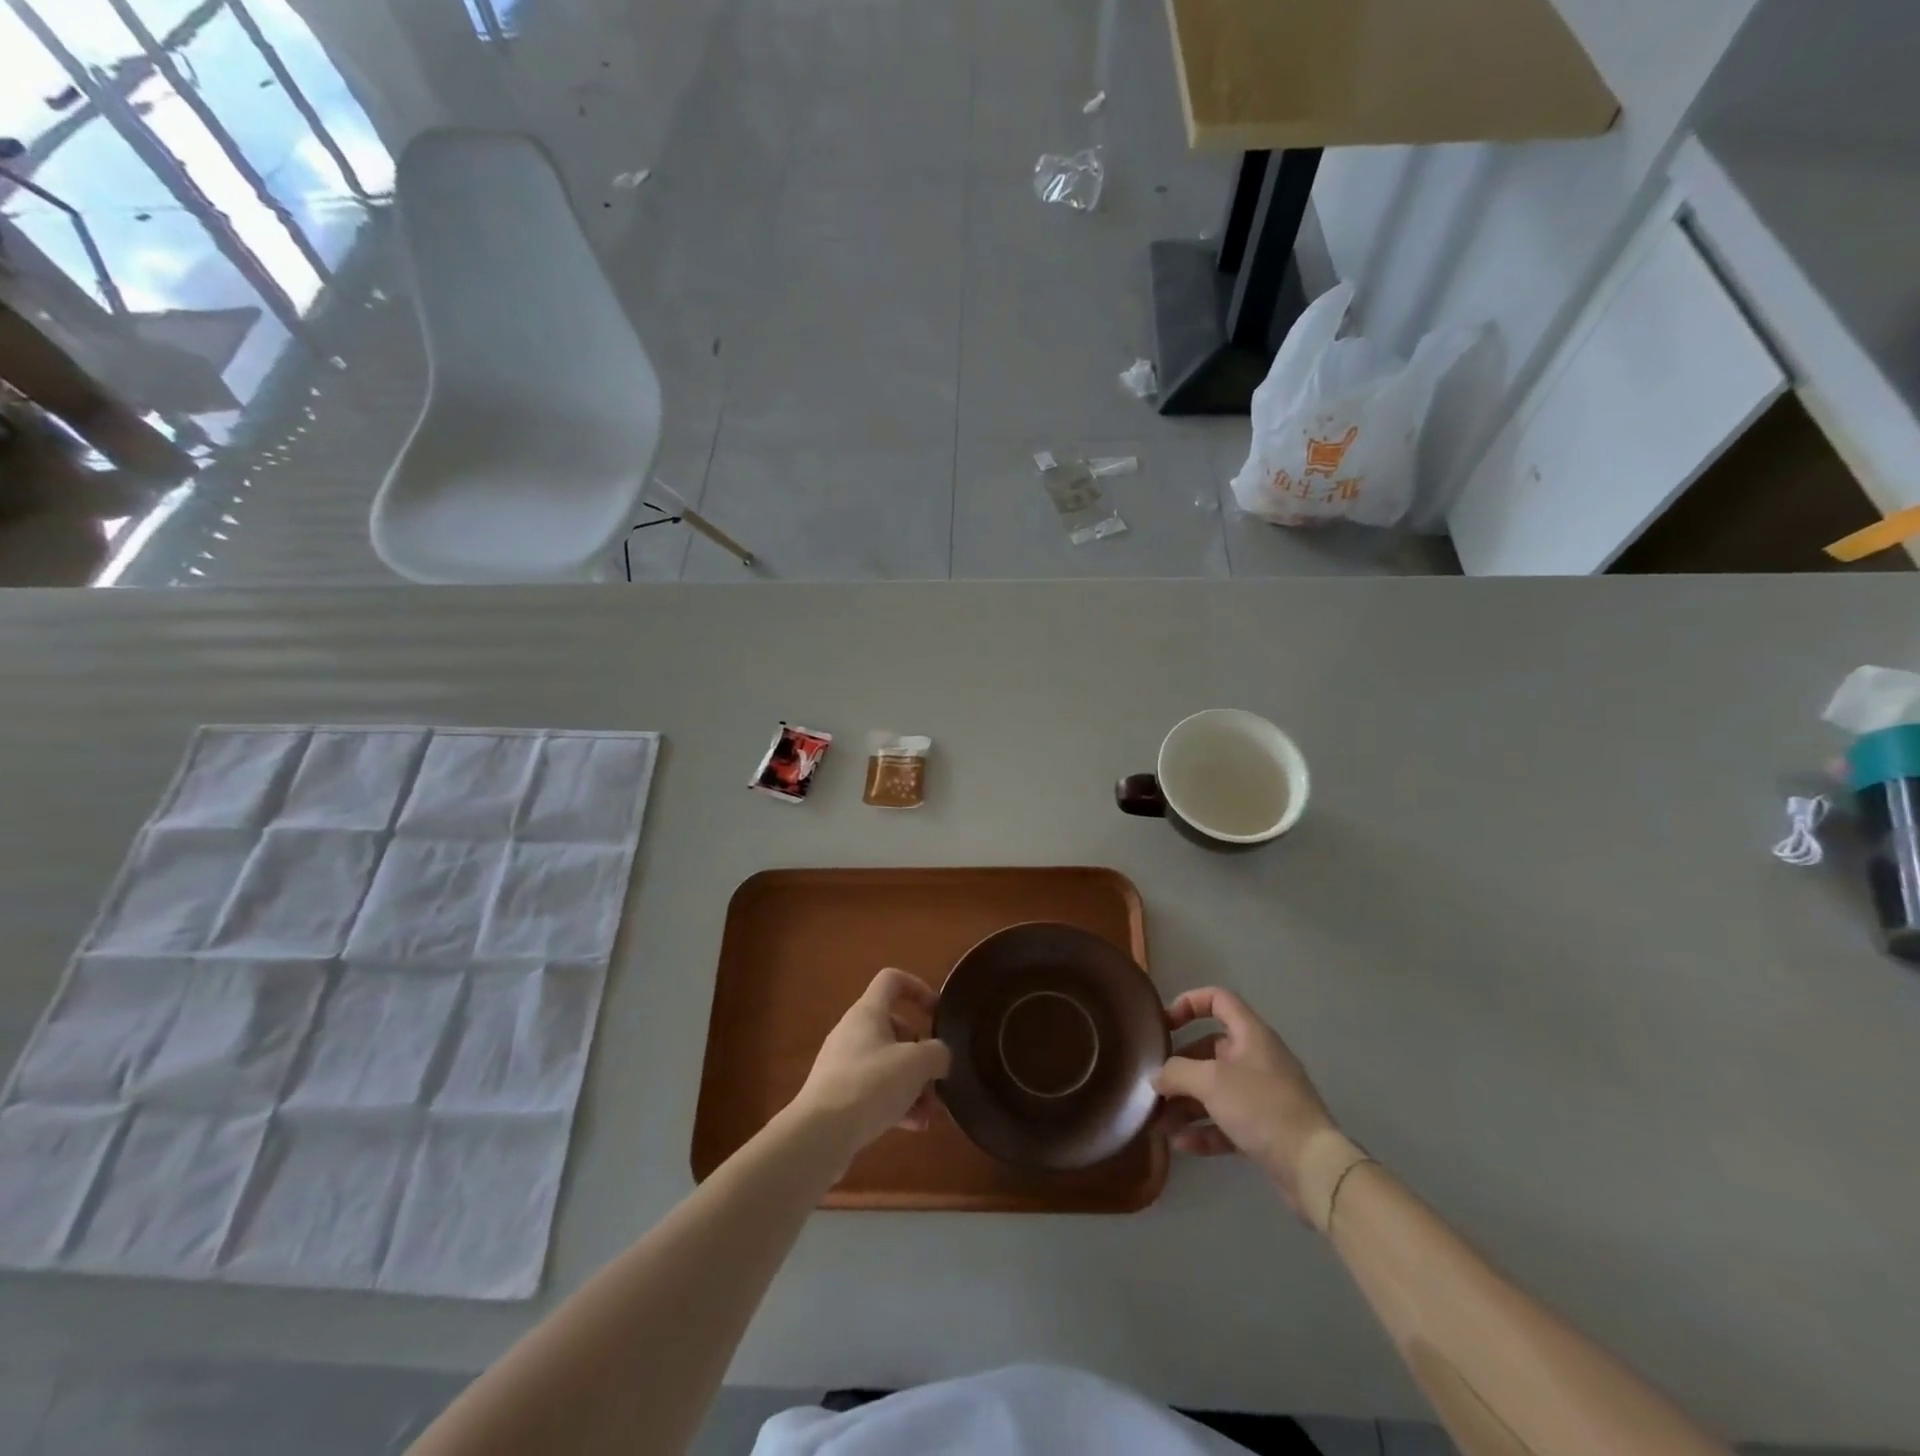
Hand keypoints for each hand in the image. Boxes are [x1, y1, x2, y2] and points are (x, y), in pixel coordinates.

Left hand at [791, 968, 952, 1157]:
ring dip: (913, 1084)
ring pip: (887, 1064)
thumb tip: (940, 1056)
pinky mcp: (839, 1096)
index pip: (892, 980)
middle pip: (895, 1028)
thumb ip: (937, 1052)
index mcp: (868, 1012)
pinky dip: (896, 1103)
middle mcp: (853, 1032)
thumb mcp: (916, 1064)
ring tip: (931, 1111)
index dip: (918, 988)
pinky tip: (914, 1125)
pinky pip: (875, 1090)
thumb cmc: (870, 1085)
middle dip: (921, 1053)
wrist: (819, 1135)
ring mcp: (843, 1065)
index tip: (937, 1013)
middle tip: (937, 1078)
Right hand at [1154, 988, 1351, 1219]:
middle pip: (1210, 1050)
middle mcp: (1257, 1058)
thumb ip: (1176, 1073)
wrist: (1314, 1167)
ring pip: (1216, 1089)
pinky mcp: (1265, 1128)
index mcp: (1251, 1034)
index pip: (1218, 999)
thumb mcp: (1211, 1082)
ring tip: (1159, 1122)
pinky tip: (1181, 1144)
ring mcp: (1262, 1095)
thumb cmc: (1261, 1107)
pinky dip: (1204, 1129)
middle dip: (1180, 1068)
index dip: (1189, 1003)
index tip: (1165, 1025)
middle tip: (1155, 1084)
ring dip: (1186, 1103)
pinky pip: (1226, 1121)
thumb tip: (1156, 1076)